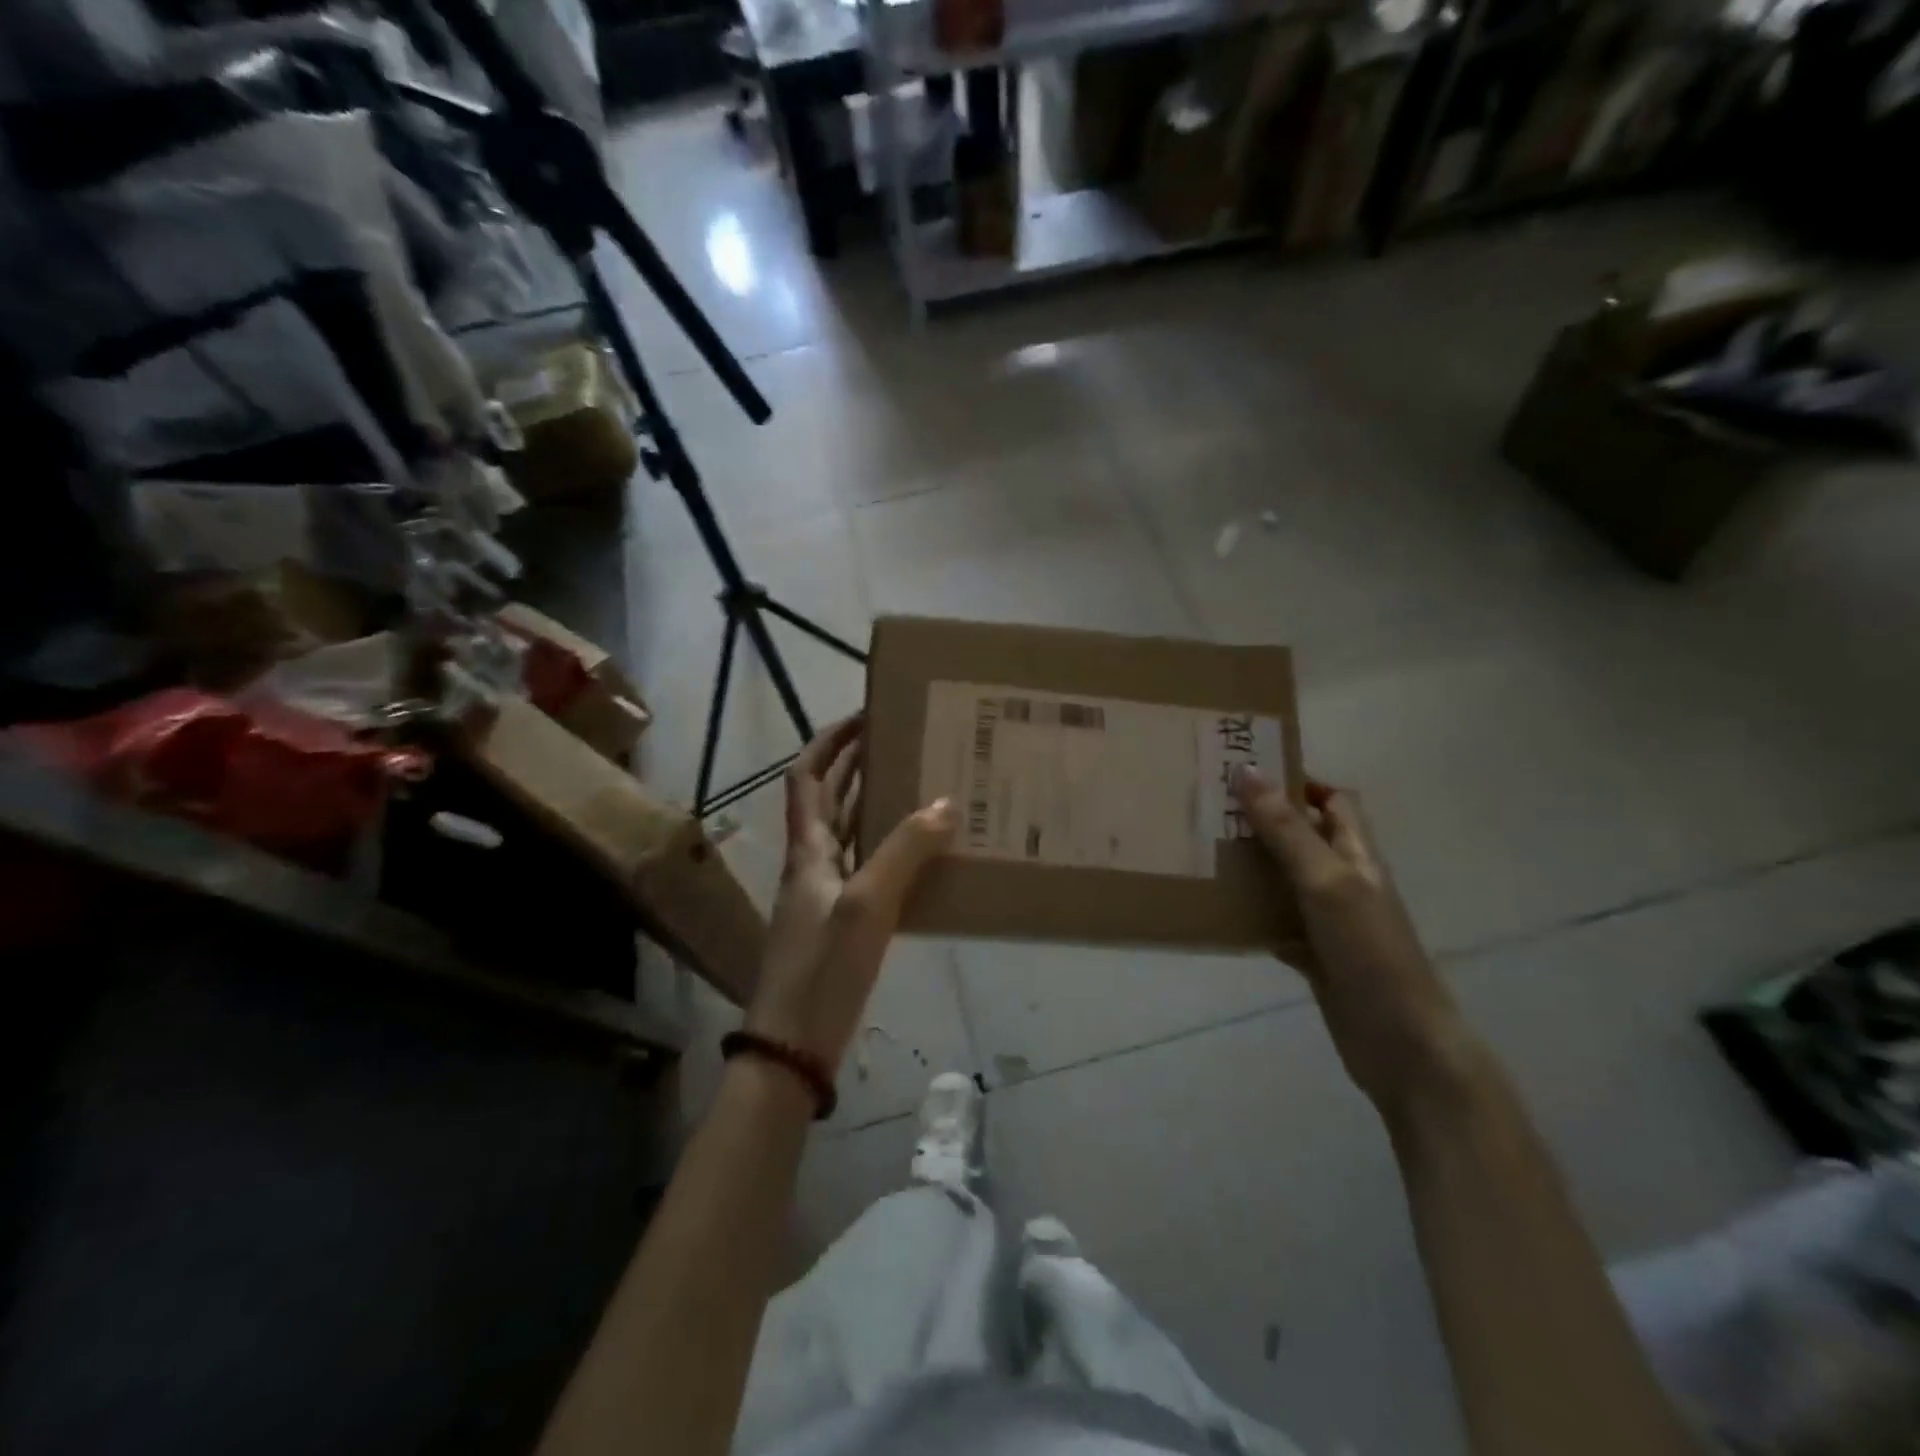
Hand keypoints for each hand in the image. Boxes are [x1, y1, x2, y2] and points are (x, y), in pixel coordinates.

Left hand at [745, 715, 955, 1073]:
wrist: (792, 1048)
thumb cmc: (822, 970)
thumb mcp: (866, 906)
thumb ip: (905, 852)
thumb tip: (946, 802)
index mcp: (807, 850)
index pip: (807, 777)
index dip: (830, 742)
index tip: (865, 716)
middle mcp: (813, 864)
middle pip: (829, 800)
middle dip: (858, 765)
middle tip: (903, 741)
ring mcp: (826, 895)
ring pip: (849, 834)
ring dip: (875, 804)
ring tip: (919, 784)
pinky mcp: (842, 924)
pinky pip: (866, 870)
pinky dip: (889, 850)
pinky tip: (922, 853)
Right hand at [1232, 767, 1468, 1116]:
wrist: (1400, 1043)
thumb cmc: (1369, 951)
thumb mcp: (1325, 881)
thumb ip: (1286, 829)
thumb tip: (1248, 771)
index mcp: (1357, 854)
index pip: (1335, 800)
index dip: (1300, 780)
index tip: (1250, 771)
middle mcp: (1345, 880)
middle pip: (1304, 836)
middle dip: (1263, 820)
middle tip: (1211, 808)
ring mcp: (1330, 920)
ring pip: (1285, 878)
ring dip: (1252, 865)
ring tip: (1203, 850)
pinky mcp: (1315, 954)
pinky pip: (1276, 921)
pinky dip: (1250, 913)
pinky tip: (1218, 911)